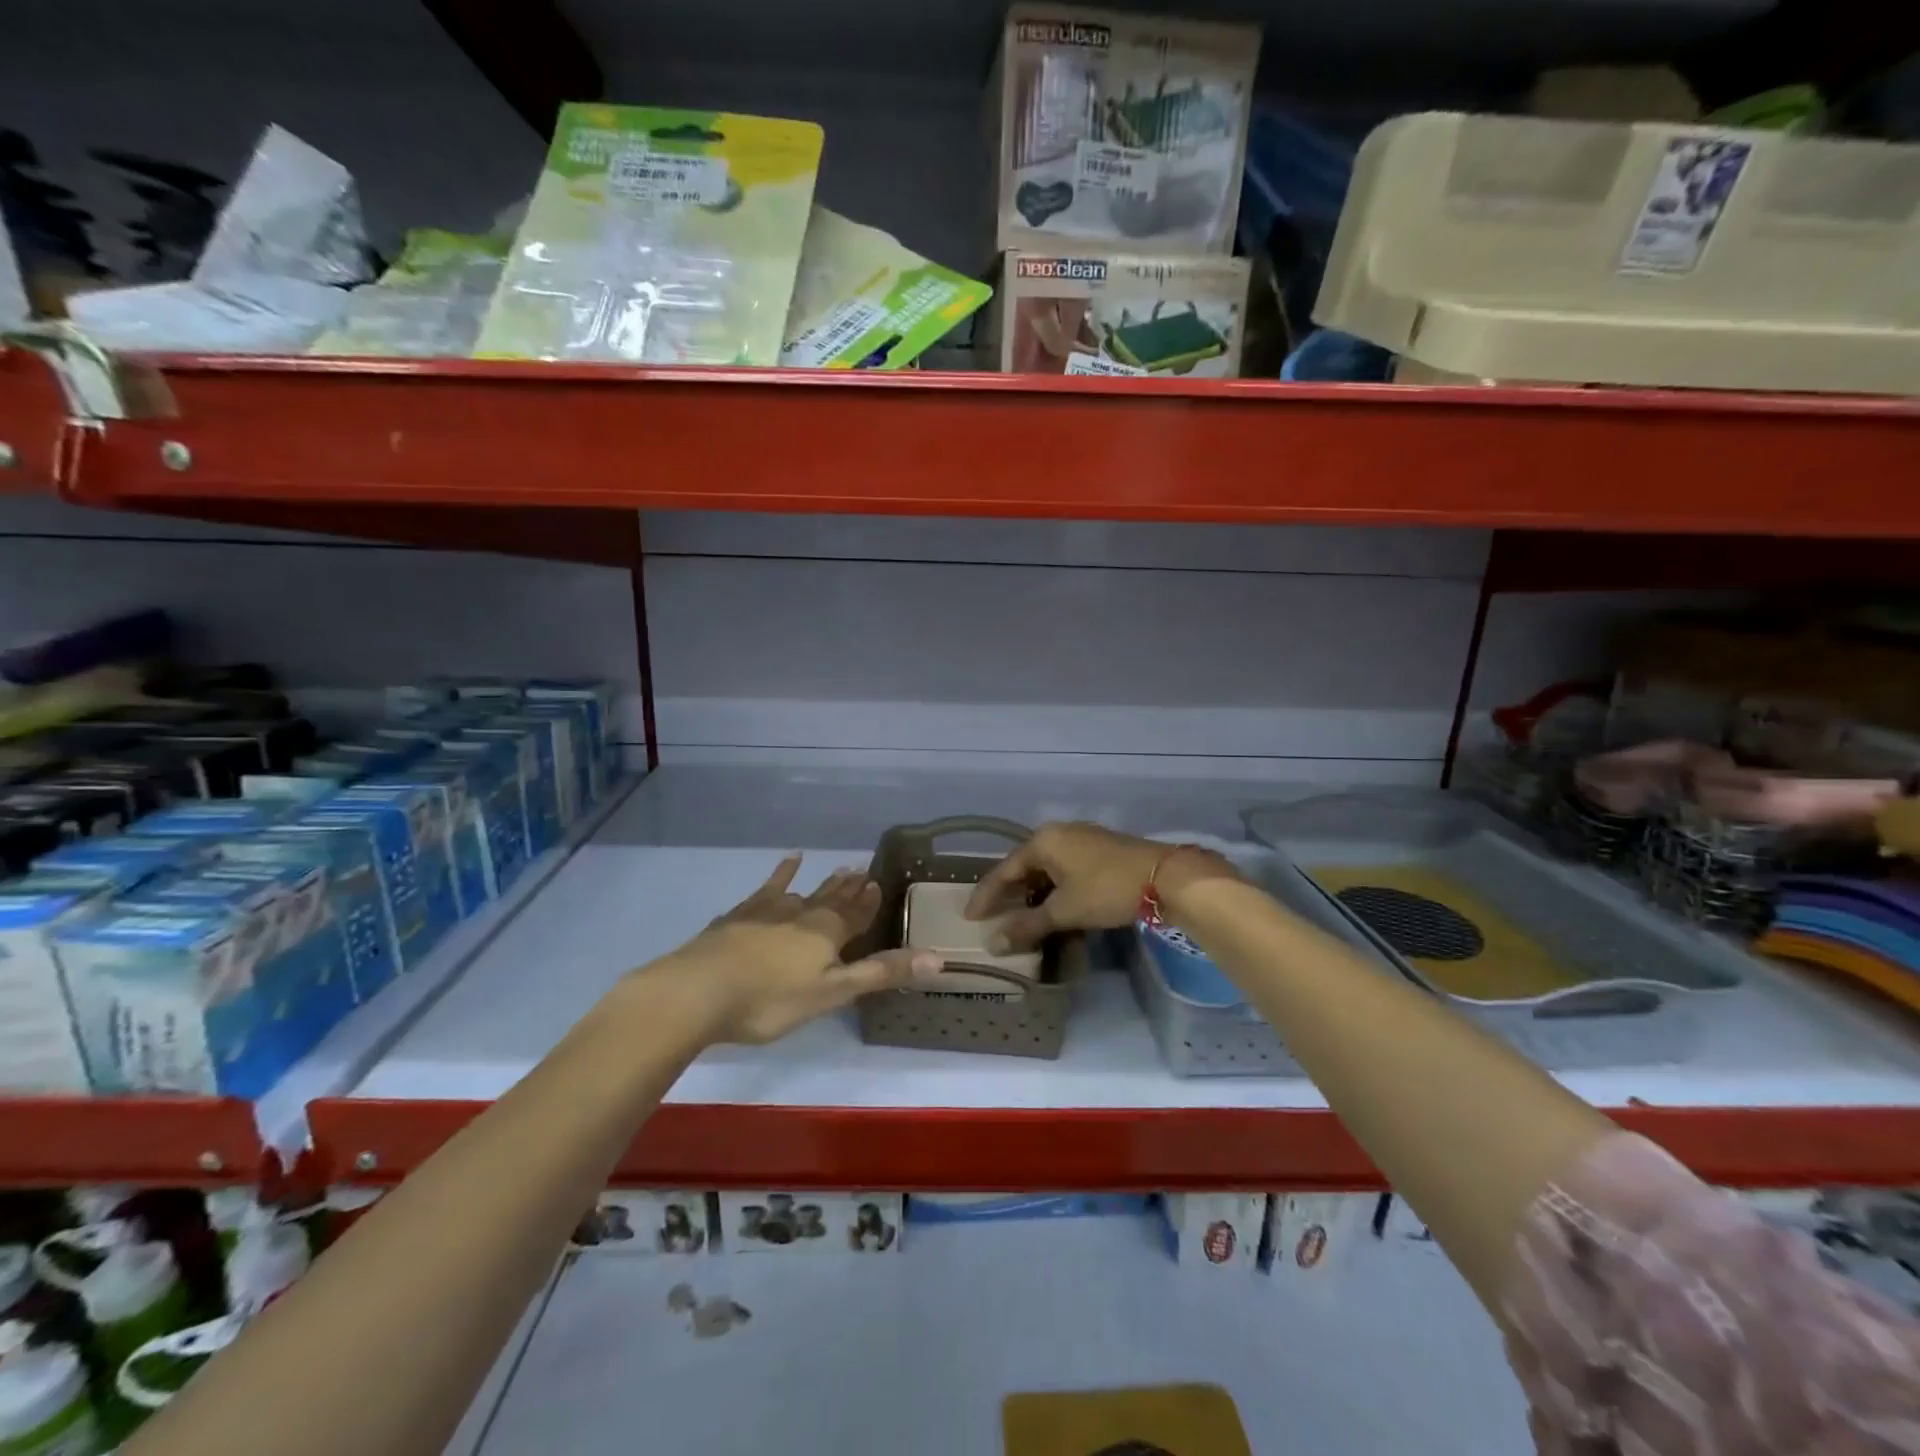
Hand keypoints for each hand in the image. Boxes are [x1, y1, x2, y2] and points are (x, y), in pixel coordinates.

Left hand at [660, 855, 939, 1044]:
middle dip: (849, 889)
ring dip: (822, 883)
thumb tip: (939, 959)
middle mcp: (802, 914)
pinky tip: (787, 862)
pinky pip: (766, 889)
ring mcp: (767, 911)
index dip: (868, 902)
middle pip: (831, 899)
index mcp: (826, 934)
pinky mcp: (739, 916)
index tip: (879, 883)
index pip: (856, 914)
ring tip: (837, 868)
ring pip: (803, 892)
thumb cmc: (770, 1000)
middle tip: (862, 871)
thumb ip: (881, 975)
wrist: (698, 991)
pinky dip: (780, 875)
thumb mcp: (832, 994)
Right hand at [963, 822, 1236, 949]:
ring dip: (1032, 892)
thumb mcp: (1064, 911)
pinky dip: (1053, 888)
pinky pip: (1064, 868)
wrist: (1165, 877)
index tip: (970, 916)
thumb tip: (993, 944)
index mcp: (1043, 841)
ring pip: (1046, 867)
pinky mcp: (1100, 849)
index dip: (986, 895)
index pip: (1004, 869)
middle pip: (1024, 865)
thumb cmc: (1106, 890)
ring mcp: (1082, 838)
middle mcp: (1059, 833)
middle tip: (992, 916)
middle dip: (1008, 892)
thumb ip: (1027, 926)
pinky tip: (1053, 905)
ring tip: (1019, 915)